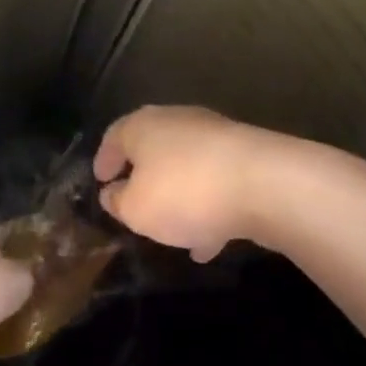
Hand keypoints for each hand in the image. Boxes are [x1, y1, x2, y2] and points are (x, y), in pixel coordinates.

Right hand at [93, 106, 280, 261]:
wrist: (266, 185)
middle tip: (134, 201)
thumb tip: (112, 193)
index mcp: (144, 126)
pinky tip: (208, 242)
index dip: (104, 159)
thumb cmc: (185, 192)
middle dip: (144, 176)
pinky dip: (209, 208)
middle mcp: (179, 122)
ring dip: (179, 197)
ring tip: (172, 232)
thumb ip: (118, 202)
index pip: (115, 135)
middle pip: (154, 147)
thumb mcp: (136, 209)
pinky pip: (217, 183)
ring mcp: (217, 137)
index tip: (100, 180)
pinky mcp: (248, 158)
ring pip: (188, 168)